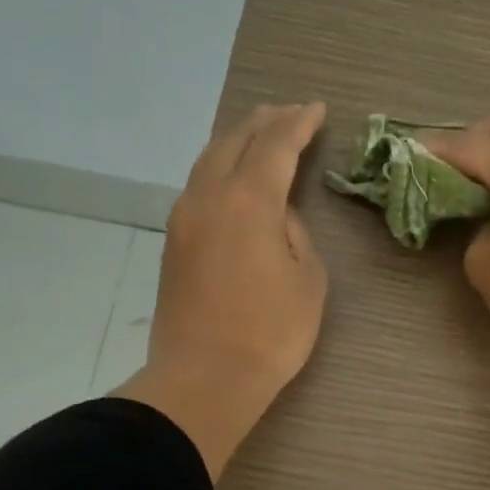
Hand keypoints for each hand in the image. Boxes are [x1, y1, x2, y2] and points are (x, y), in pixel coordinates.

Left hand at [114, 102, 327, 478]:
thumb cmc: (270, 334)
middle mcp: (208, 197)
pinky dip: (222, 168)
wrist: (203, 378)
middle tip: (290, 113)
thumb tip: (275, 216)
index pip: (275, 145)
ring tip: (261, 134)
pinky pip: (199, 186)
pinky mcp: (173, 243)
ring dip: (238, 141)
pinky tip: (234, 177)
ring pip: (210, 160)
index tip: (317, 110)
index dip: (298, 124)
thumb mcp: (307, 281)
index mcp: (247, 201)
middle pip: (235, 141)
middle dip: (265, 122)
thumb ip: (295, 234)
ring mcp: (183, 219)